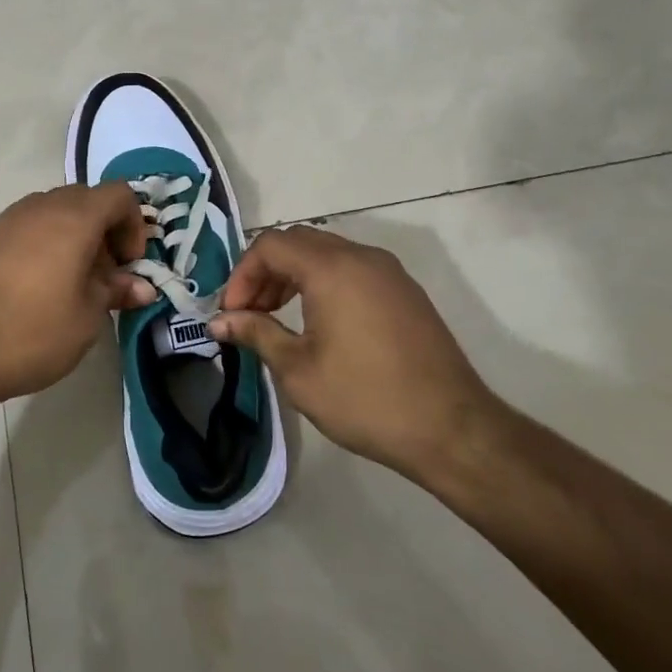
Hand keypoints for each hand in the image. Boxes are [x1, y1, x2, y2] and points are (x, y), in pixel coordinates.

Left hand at [0, 183, 155, 414]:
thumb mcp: (86, 318)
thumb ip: (116, 292)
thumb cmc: (31, 334)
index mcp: (72, 218)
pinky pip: (24, 229)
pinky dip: (42, 245)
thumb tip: (142, 287)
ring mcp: (4, 221)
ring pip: (51, 213)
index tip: (129, 265)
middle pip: (85, 200)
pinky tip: (34, 288)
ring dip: (72, 237)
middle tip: (105, 275)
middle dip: (104, 231)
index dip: (135, 225)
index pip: (118, 195)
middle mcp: (38, 208)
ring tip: (71, 283)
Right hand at [210, 226, 503, 485]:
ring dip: (294, 276)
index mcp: (332, 268)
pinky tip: (319, 323)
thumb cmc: (365, 399)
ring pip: (327, 253)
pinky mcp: (406, 291)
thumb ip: (256, 334)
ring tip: (278, 318)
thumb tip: (220, 322)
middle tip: (250, 313)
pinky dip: (324, 283)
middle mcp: (362, 257)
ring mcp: (389, 272)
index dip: (242, 274)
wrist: (451, 429)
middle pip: (298, 243)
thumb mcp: (299, 371)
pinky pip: (353, 269)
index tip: (232, 313)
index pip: (270, 245)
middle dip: (265, 272)